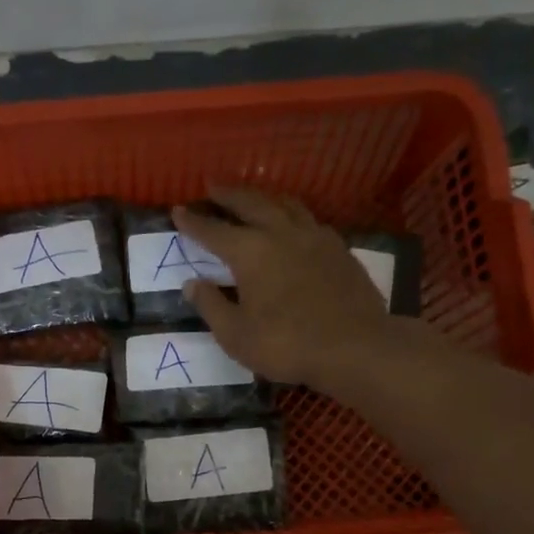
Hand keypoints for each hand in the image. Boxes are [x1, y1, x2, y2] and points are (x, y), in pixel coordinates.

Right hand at [173, 188, 395, 389]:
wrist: (355, 347)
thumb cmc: (286, 345)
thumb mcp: (236, 335)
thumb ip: (211, 306)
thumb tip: (191, 284)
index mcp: (250, 252)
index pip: (214, 231)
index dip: (194, 222)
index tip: (178, 211)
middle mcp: (281, 234)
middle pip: (251, 203)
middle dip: (229, 194)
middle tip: (213, 186)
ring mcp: (315, 238)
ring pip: (285, 204)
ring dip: (264, 197)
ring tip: (254, 197)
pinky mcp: (339, 249)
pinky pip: (310, 220)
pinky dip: (293, 215)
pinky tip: (294, 225)